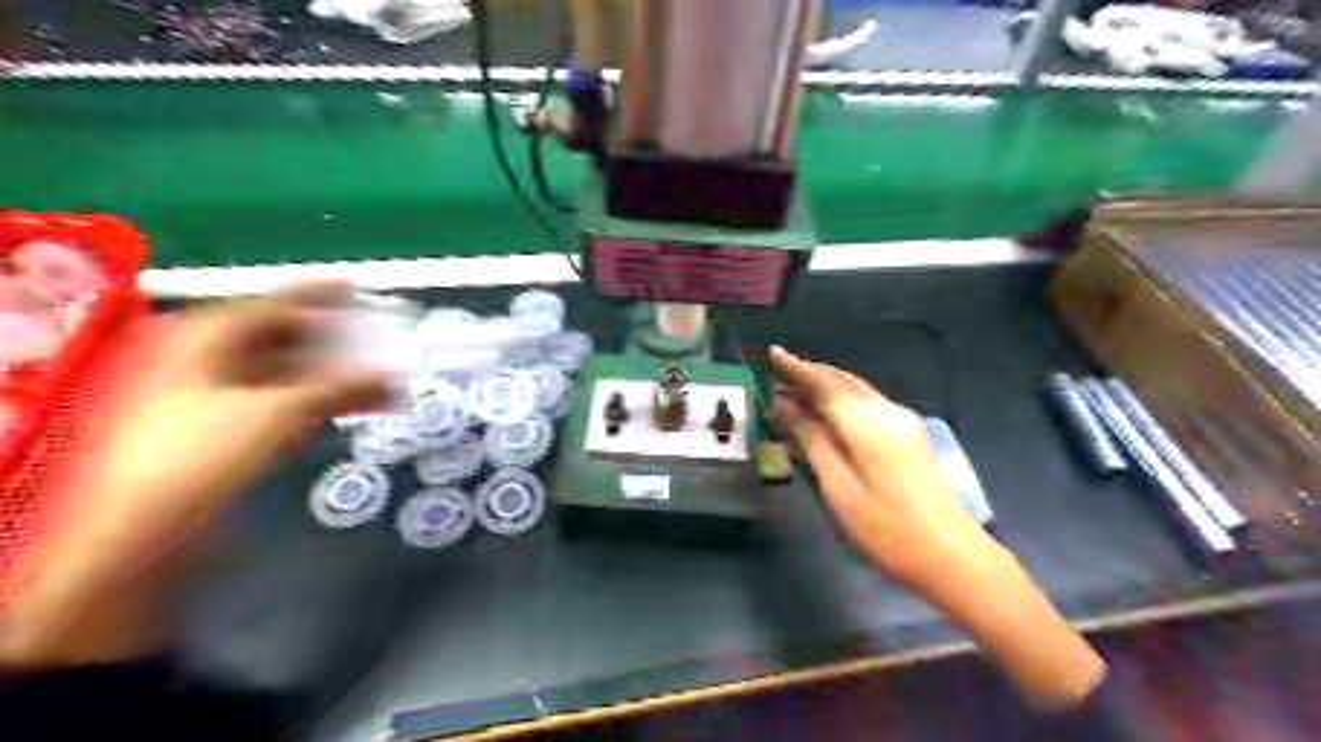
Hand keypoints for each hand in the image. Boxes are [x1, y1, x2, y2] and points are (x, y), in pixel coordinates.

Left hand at [2, 283, 388, 665]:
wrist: (143, 535)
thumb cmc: (202, 457)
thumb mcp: (279, 412)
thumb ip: (340, 388)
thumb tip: (391, 377)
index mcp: (203, 339)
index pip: (271, 305)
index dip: (317, 296)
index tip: (358, 289)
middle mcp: (203, 361)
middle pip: (279, 338)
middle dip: (333, 343)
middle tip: (378, 341)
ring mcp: (208, 397)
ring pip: (283, 373)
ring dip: (331, 376)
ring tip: (377, 380)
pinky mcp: (220, 430)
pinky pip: (277, 401)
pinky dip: (313, 401)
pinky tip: (346, 407)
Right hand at [776, 341, 990, 591]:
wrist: (950, 555)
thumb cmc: (884, 527)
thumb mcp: (837, 485)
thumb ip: (811, 438)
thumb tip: (785, 404)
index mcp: (866, 421)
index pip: (824, 383)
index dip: (796, 367)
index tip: (773, 352)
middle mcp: (887, 410)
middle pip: (843, 381)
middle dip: (810, 373)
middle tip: (778, 373)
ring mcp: (903, 422)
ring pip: (857, 391)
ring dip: (826, 386)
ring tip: (796, 391)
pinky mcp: (910, 436)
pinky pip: (868, 404)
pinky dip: (843, 401)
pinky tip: (828, 413)